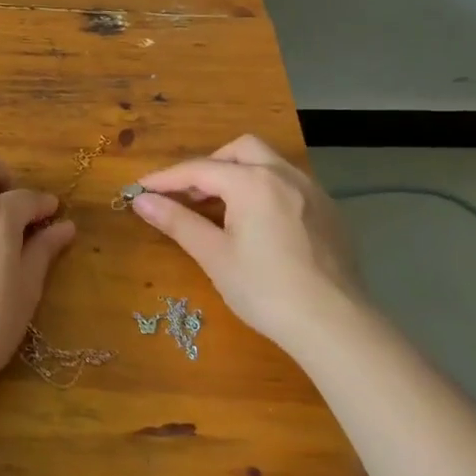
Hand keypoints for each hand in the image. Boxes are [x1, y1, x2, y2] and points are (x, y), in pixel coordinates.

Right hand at [129, 134, 366, 350]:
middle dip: (209, 165)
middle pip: (239, 150)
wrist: (335, 325)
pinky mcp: (329, 211)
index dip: (166, 179)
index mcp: (252, 182)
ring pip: (269, 163)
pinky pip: (289, 184)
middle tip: (188, 195)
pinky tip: (259, 223)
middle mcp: (284, 174)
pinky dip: (265, 189)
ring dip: (239, 174)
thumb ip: (177, 221)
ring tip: (221, 207)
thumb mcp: (214, 256)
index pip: (199, 170)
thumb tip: (140, 200)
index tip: (140, 188)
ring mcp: (312, 191)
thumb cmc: (266, 290)